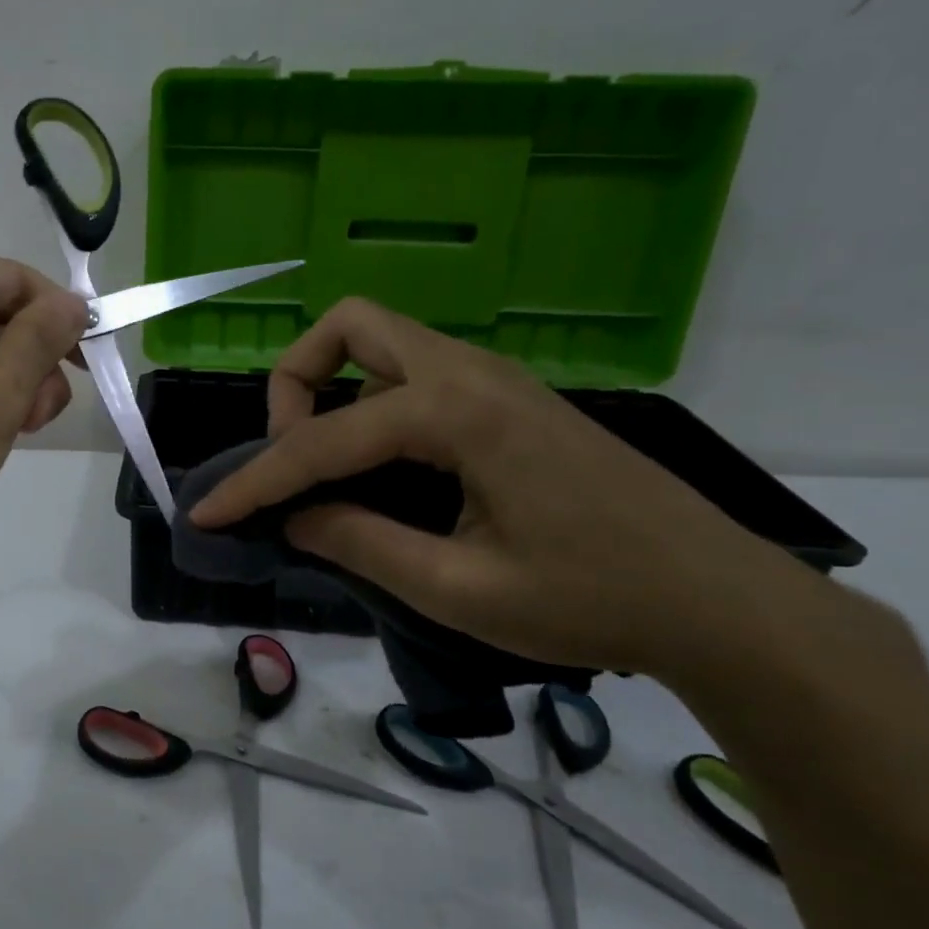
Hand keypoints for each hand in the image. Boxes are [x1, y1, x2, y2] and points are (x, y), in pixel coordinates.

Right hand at [186, 298, 820, 679]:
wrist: (720, 600)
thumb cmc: (593, 600)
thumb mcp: (459, 589)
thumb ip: (360, 544)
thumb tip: (293, 518)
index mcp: (458, 412)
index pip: (325, 438)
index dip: (257, 480)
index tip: (208, 512)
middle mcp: (471, 373)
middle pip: (351, 328)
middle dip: (296, 383)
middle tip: (292, 457)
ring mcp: (496, 380)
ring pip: (383, 344)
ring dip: (334, 390)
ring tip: (327, 470)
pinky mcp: (510, 401)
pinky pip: (414, 377)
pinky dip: (372, 407)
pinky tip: (381, 472)